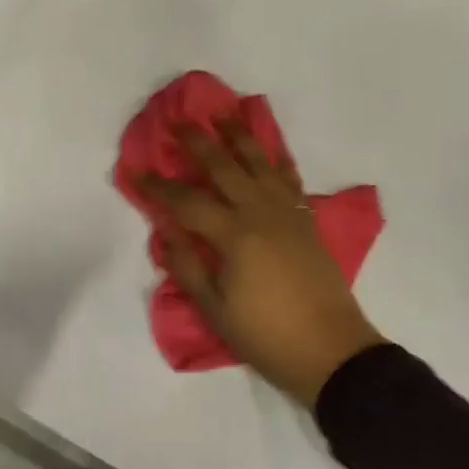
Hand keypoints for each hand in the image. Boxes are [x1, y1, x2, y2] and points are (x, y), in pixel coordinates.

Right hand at [141, 123, 385, 407]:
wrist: (332, 352)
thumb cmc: (266, 336)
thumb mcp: (215, 310)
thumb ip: (187, 266)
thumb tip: (166, 231)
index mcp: (234, 236)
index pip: (186, 201)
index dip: (159, 186)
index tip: (136, 172)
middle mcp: (260, 213)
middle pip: (223, 167)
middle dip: (197, 143)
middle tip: (178, 123)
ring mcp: (287, 213)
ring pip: (260, 163)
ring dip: (240, 137)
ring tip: (224, 116)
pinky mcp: (306, 221)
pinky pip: (289, 179)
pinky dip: (277, 159)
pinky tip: (269, 150)